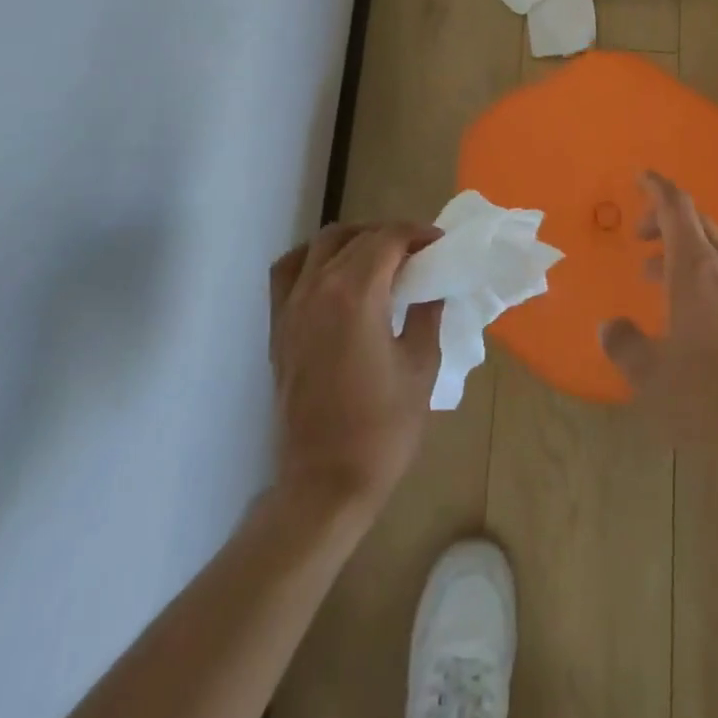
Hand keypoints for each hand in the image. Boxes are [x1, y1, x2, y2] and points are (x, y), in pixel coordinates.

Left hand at [268, 221, 442, 515]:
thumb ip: (426, 315)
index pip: (387, 239)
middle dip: (391, 235)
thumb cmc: (382, 428)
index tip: (439, 243)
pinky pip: (288, 272)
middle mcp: (318, 289)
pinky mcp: (278, 328)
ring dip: (353, 239)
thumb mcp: (421, 365)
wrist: (325, 484)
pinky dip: (311, 258)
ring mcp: (292, 307)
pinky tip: (332, 275)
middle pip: (356, 237)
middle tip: (418, 253)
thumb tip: (430, 288)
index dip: (417, 233)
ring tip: (378, 257)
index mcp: (356, 294)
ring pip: (320, 245)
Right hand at [599, 172, 717, 464]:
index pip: (677, 207)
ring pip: (713, 252)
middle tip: (638, 236)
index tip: (639, 177)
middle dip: (665, 220)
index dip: (656, 187)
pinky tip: (690, 317)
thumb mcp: (650, 374)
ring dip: (682, 253)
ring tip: (654, 278)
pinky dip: (702, 279)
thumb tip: (610, 327)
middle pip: (697, 223)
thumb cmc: (707, 397)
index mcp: (696, 269)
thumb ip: (624, 344)